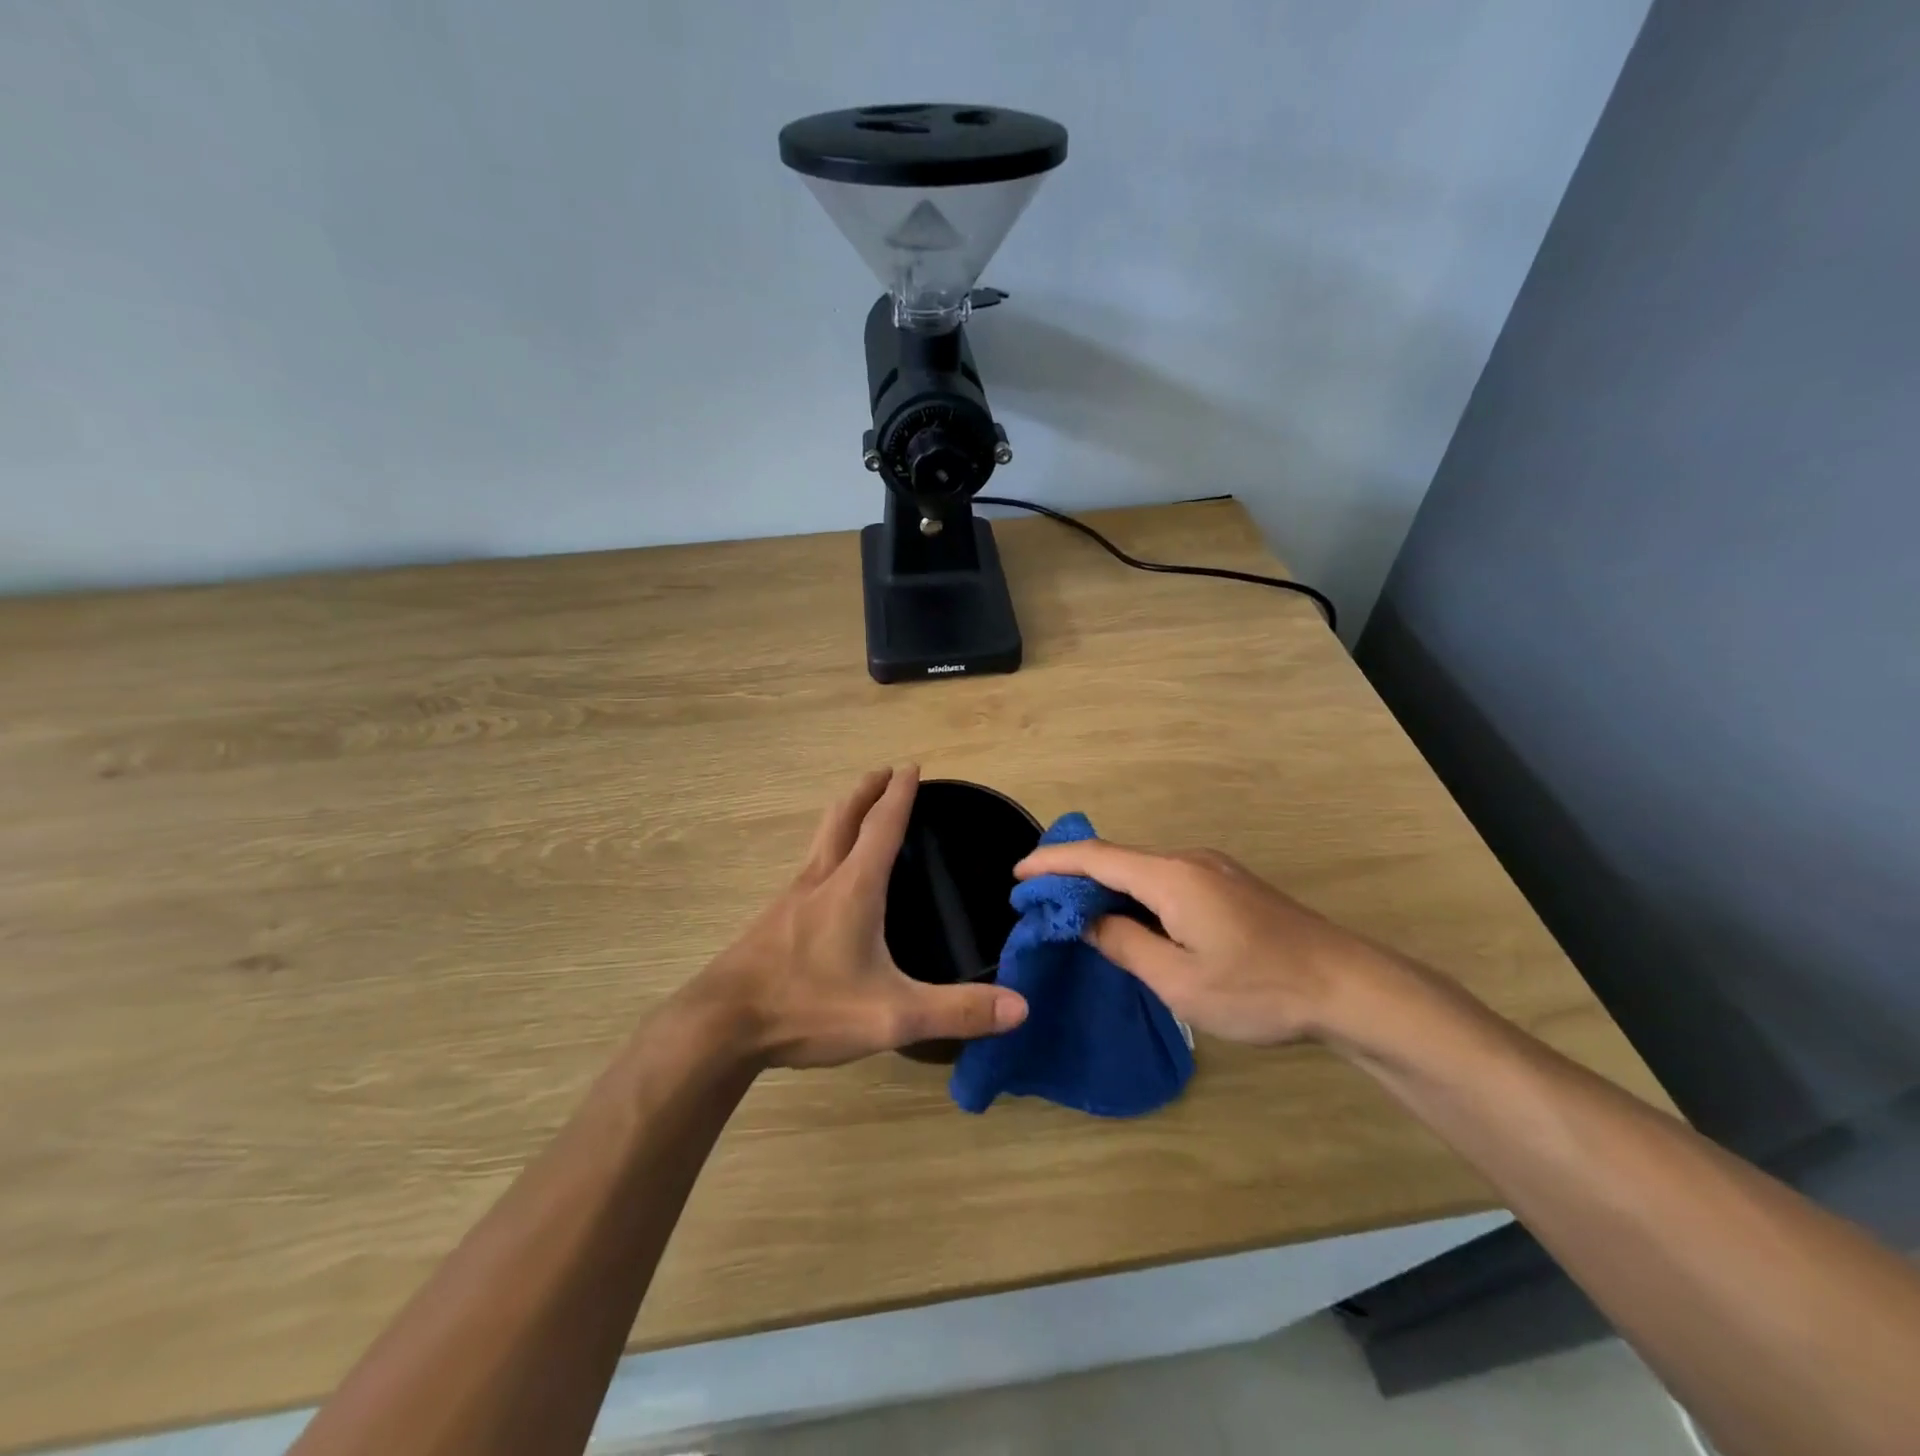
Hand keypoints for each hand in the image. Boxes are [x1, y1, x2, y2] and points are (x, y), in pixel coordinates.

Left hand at [686, 766, 1027, 1068]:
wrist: (721, 1026)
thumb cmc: (808, 1007)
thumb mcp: (892, 1015)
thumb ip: (956, 1011)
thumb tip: (1021, 1007)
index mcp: (854, 888)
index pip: (882, 826)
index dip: (899, 795)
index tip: (910, 766)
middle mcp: (820, 880)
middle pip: (843, 818)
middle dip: (866, 790)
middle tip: (883, 772)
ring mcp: (790, 898)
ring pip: (820, 840)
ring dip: (843, 816)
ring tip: (858, 812)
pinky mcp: (772, 920)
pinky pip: (807, 868)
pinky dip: (826, 850)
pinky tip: (826, 879)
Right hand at [1014, 840, 1395, 1044]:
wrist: (1348, 986)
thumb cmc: (1259, 989)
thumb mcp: (1179, 981)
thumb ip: (1125, 945)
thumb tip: (1089, 922)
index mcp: (1170, 877)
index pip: (1096, 857)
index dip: (1052, 863)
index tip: (1018, 875)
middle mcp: (1188, 860)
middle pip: (1118, 859)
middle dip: (1074, 876)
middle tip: (1041, 903)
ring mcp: (1213, 869)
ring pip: (1143, 870)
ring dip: (1107, 887)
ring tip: (1078, 915)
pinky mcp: (1230, 885)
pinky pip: (1167, 880)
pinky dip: (1136, 893)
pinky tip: (1133, 921)